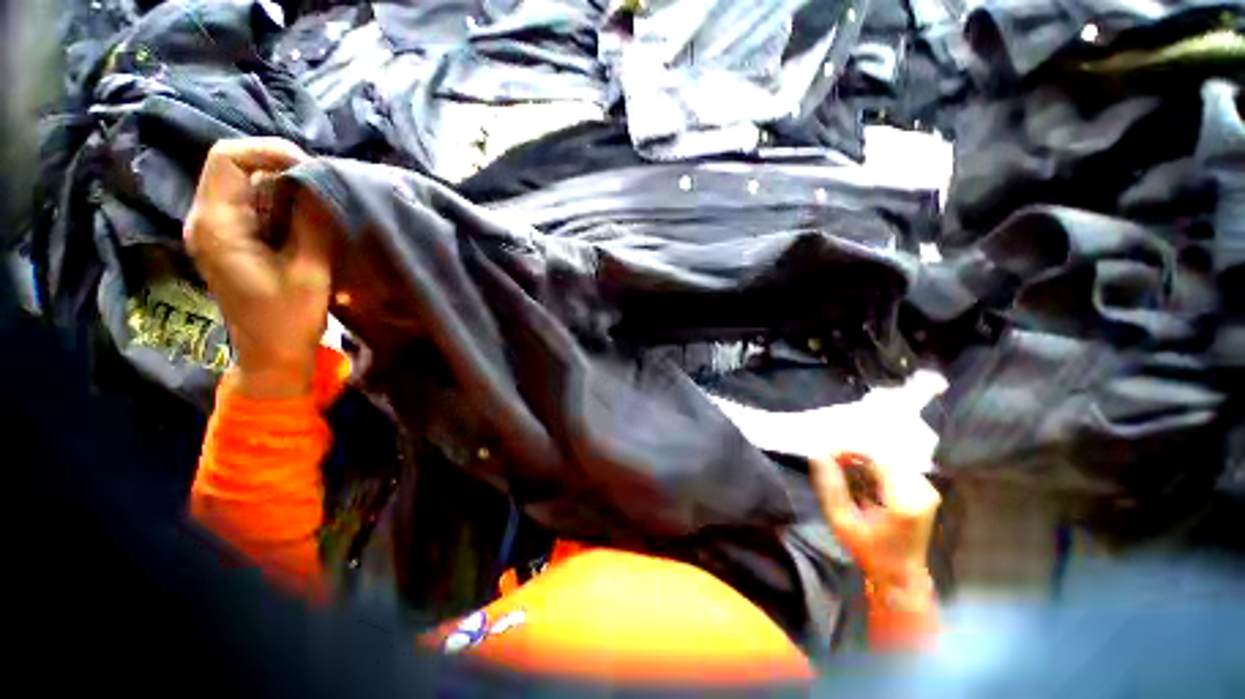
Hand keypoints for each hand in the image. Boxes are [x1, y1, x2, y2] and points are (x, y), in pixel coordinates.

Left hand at [184, 138, 328, 398]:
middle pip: (237, 168)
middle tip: (323, 192)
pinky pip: (254, 206)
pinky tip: (307, 224)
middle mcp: (207, 220)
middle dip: (283, 171)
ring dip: (286, 190)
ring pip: (248, 186)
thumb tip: (322, 183)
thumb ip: (312, 222)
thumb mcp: (309, 270)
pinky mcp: (231, 241)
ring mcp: (217, 231)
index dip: (270, 152)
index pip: (228, 158)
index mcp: (217, 225)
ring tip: (320, 210)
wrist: (271, 357)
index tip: (313, 171)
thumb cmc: (288, 320)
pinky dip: (283, 207)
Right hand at [811, 452, 939, 588]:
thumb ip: (831, 486)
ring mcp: (927, 490)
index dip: (852, 449)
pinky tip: (861, 476)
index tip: (829, 452)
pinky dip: (875, 466)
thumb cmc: (869, 551)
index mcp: (904, 502)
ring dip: (865, 459)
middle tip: (833, 459)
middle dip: (857, 453)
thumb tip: (819, 456)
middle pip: (885, 455)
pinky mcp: (926, 490)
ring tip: (844, 466)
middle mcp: (921, 492)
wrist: (901, 575)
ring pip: (890, 458)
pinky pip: (896, 466)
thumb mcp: (842, 521)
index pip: (878, 458)